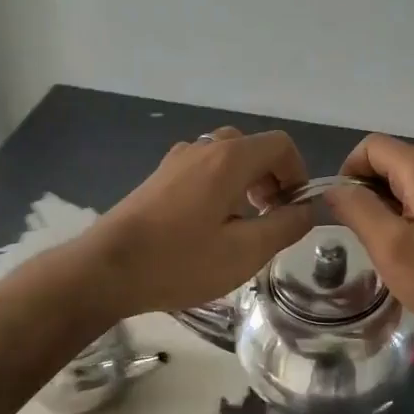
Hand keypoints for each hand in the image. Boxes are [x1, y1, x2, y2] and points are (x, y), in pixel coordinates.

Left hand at [85, 128, 317, 319]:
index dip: (297, 173)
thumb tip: (307, 209)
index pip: (280, 145)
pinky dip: (219, 185)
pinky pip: (202, 169)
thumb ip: (286, 226)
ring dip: (245, 182)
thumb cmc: (180, 261)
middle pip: (252, 148)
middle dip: (271, 177)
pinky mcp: (158, 177)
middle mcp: (203, 148)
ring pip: (225, 157)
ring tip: (241, 222)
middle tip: (270, 216)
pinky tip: (208, 224)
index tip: (293, 209)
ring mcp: (176, 160)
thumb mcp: (246, 252)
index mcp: (229, 158)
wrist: (106, 269)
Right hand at [324, 134, 413, 351]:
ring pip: (399, 183)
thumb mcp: (392, 248)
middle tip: (365, 237)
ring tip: (385, 249)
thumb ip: (358, 211)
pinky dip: (401, 218)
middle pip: (384, 162)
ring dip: (381, 210)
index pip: (369, 147)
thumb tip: (333, 190)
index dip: (348, 174)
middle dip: (364, 193)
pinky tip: (408, 253)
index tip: (346, 216)